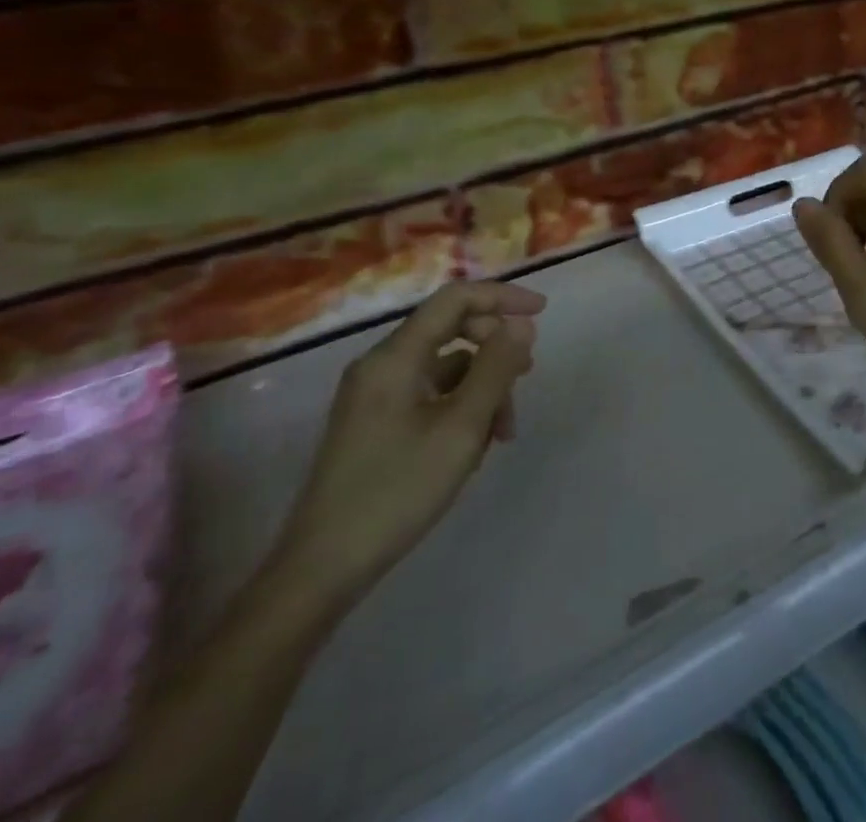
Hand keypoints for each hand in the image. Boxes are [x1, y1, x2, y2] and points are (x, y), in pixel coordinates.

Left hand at [268, 281, 543, 610]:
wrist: (322, 568)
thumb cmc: (396, 490)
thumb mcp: (461, 428)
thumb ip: (496, 369)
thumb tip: (522, 324)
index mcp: (395, 356)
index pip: (455, 299)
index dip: (502, 297)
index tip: (542, 312)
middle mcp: (381, 365)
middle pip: (451, 330)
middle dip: (494, 351)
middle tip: (525, 381)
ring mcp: (375, 395)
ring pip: (445, 367)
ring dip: (481, 387)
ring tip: (502, 434)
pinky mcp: (375, 423)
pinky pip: (429, 394)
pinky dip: (459, 407)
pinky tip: (474, 447)